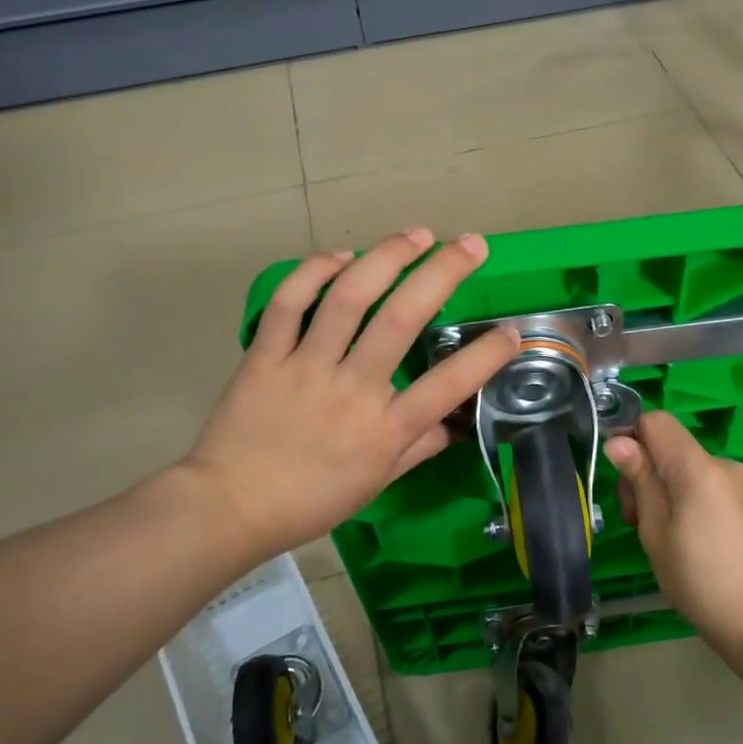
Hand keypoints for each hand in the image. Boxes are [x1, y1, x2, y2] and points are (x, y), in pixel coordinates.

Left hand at [177, 229, 518, 571]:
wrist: (230, 508)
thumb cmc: (311, 501)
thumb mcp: (376, 483)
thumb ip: (418, 448)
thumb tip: (455, 425)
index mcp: (385, 429)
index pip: (448, 386)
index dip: (486, 355)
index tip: (513, 331)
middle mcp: (352, 390)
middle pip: (401, 319)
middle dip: (443, 273)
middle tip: (471, 244)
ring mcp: (306, 367)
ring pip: (348, 298)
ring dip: (386, 258)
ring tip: (416, 235)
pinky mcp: (266, 355)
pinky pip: (290, 303)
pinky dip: (314, 272)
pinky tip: (341, 256)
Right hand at [605, 412, 742, 652]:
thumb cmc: (701, 579)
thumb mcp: (656, 531)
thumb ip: (640, 480)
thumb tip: (618, 442)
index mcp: (697, 466)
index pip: (655, 421)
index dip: (631, 439)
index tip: (622, 479)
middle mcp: (722, 464)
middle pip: (669, 447)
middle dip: (645, 473)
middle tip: (637, 522)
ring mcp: (740, 484)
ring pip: (685, 469)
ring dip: (664, 492)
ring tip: (662, 539)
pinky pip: (705, 486)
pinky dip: (686, 502)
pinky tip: (687, 542)